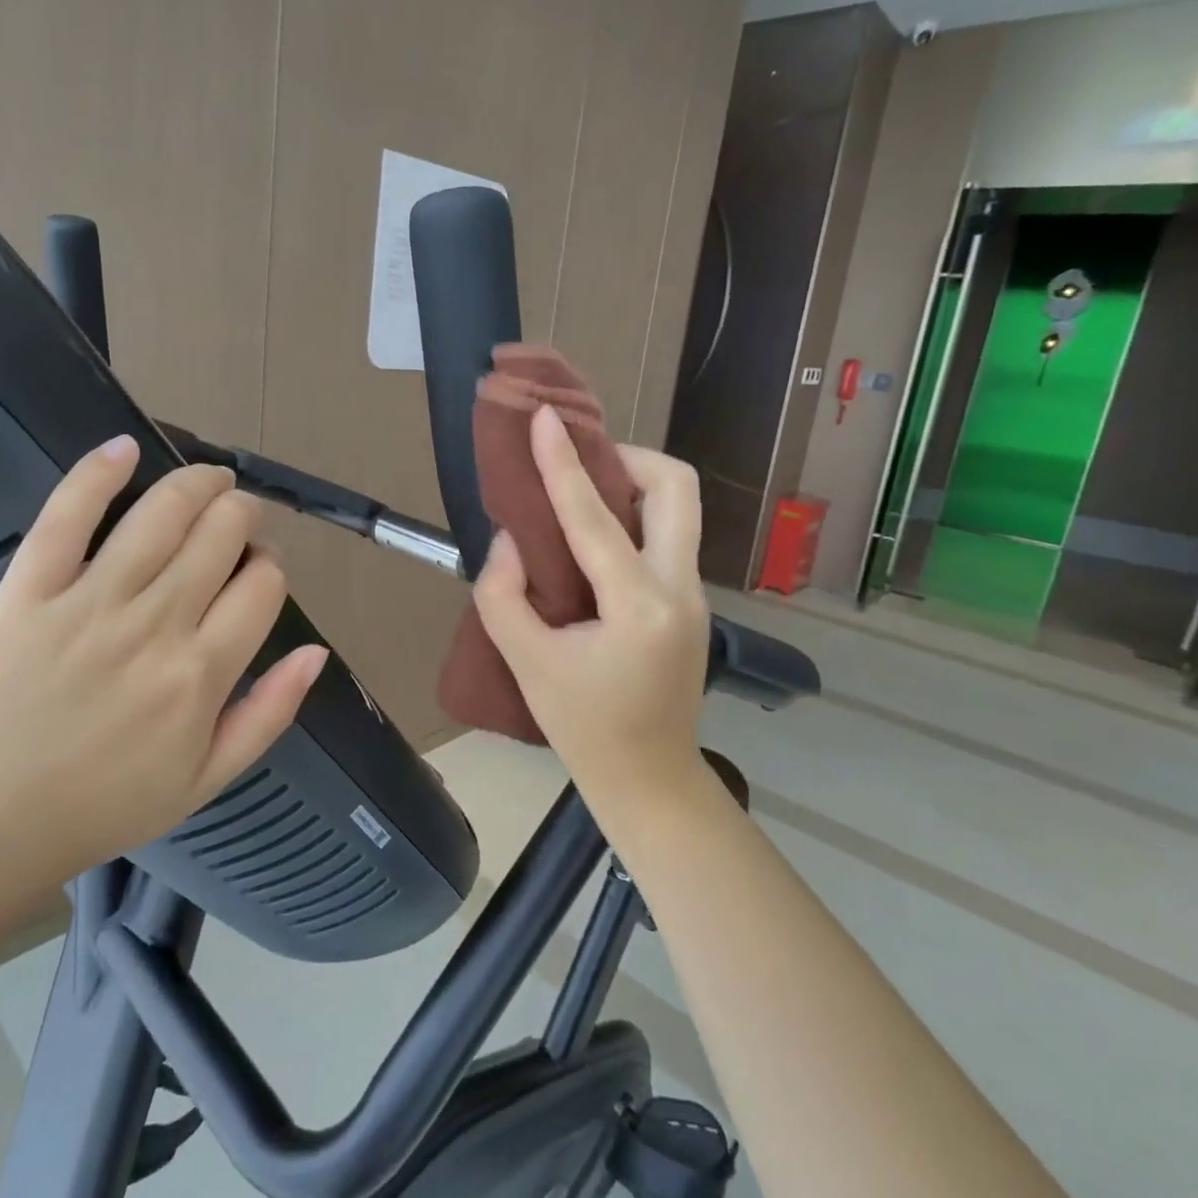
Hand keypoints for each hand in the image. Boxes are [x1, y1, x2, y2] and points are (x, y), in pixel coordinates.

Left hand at [0, 436, 327, 925]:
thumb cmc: (104, 806)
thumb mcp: (207, 780)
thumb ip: (269, 713)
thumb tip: (316, 652)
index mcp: (202, 673)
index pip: (263, 584)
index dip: (271, 566)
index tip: (258, 573)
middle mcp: (155, 625)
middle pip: (222, 534)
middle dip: (244, 515)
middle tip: (239, 520)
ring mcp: (89, 602)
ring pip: (161, 513)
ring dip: (199, 483)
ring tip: (211, 480)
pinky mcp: (28, 590)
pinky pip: (66, 516)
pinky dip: (98, 473)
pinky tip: (125, 448)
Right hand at [473, 407, 711, 815]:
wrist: (648, 778)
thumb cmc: (583, 727)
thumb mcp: (525, 662)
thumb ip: (503, 593)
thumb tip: (513, 539)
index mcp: (639, 605)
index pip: (595, 517)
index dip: (563, 462)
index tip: (545, 418)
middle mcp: (680, 588)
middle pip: (677, 487)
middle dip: (628, 458)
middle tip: (580, 465)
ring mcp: (694, 595)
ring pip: (679, 509)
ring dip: (632, 487)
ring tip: (582, 497)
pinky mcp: (690, 603)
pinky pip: (668, 537)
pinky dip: (633, 519)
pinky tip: (594, 540)